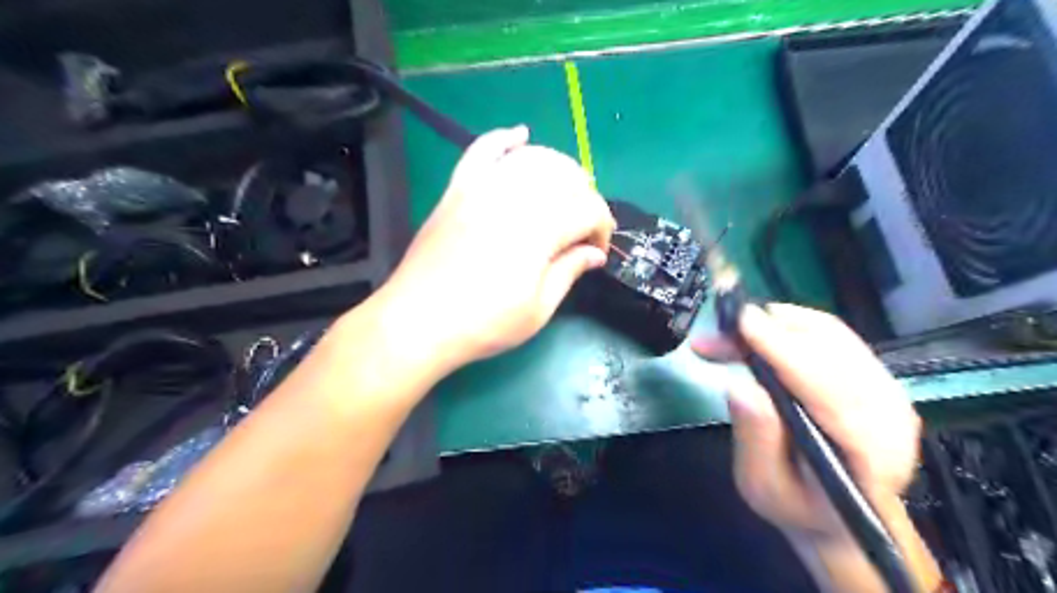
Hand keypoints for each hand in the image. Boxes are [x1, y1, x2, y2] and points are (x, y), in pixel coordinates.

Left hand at [382, 127, 615, 369]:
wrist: (418, 322)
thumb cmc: (484, 324)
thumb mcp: (538, 309)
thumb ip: (569, 272)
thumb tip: (595, 253)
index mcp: (540, 230)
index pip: (589, 209)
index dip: (602, 227)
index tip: (597, 251)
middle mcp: (514, 198)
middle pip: (566, 177)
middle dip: (585, 197)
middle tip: (583, 227)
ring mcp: (482, 188)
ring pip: (532, 157)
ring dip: (558, 168)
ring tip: (564, 192)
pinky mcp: (457, 190)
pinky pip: (482, 150)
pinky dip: (503, 138)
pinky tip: (520, 135)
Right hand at [699, 305, 922, 540]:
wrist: (836, 513)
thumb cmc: (797, 506)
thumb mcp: (764, 487)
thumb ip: (757, 440)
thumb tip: (740, 387)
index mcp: (869, 451)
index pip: (826, 385)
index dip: (782, 348)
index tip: (740, 322)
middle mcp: (888, 411)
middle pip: (830, 347)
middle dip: (769, 328)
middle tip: (717, 333)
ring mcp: (885, 388)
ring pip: (829, 333)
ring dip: (774, 323)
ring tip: (730, 334)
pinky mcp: (872, 374)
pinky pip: (829, 334)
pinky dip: (787, 325)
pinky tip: (758, 333)